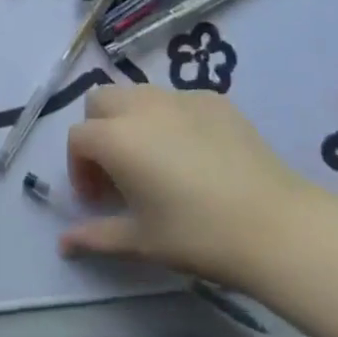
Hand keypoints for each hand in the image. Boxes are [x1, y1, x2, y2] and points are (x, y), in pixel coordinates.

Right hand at [60, 84, 332, 288]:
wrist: (274, 224)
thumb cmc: (197, 235)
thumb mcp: (141, 241)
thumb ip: (96, 236)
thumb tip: (63, 242)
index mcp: (116, 137)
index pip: (78, 137)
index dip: (79, 168)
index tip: (97, 200)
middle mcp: (141, 105)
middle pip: (101, 100)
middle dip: (98, 130)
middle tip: (117, 171)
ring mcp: (179, 96)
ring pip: (138, 94)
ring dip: (132, 120)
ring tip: (154, 160)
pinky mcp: (213, 98)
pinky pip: (177, 101)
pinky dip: (171, 120)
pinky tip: (195, 156)